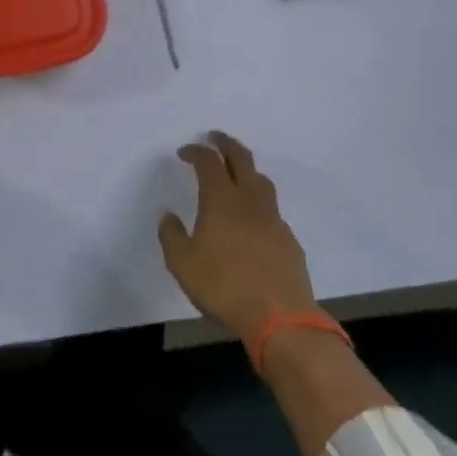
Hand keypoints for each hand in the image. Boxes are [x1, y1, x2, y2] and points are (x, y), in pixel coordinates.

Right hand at [158, 132, 319, 340]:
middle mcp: (250, 201)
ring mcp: (273, 219)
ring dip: (246, 168)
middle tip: (215, 138)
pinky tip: (250, 218)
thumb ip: (172, 236)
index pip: (209, 163)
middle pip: (241, 159)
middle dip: (226, 144)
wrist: (280, 317)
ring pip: (261, 181)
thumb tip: (168, 215)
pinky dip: (257, 200)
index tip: (184, 151)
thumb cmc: (224, 287)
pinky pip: (271, 208)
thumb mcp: (182, 264)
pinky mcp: (288, 239)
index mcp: (221, 201)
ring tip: (235, 172)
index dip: (196, 152)